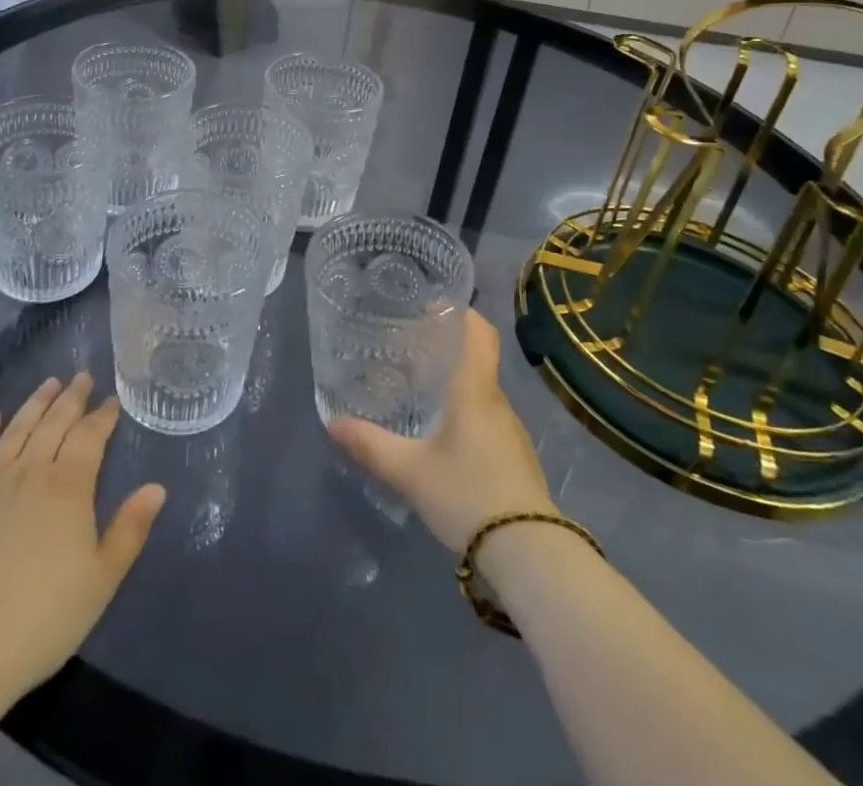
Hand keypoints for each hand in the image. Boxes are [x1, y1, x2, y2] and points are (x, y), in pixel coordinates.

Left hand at [0, 374, 165, 709]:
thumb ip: (130, 530)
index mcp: (68, 488)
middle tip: (82, 376)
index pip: (90, 437)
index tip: (111, 400)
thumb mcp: (101, 581)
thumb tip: (157, 487)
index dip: (102, 416)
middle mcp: (29, 472)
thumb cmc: (41, 620)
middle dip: (72, 398)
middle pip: (54, 424)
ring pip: (16, 430)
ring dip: (35, 404)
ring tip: (49, 383)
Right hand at [328, 310, 554, 550]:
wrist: (530, 556)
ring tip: (420, 389)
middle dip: (448, 349)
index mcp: (476, 390)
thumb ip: (371, 445)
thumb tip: (332, 423)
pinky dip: (466, 413)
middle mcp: (498, 403)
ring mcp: (512, 434)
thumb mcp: (410, 471)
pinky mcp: (516, 460)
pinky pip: (487, 421)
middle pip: (478, 361)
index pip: (480, 333)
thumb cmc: (468, 495)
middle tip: (410, 348)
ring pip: (482, 394)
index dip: (461, 312)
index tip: (433, 305)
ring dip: (456, 384)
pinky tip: (443, 435)